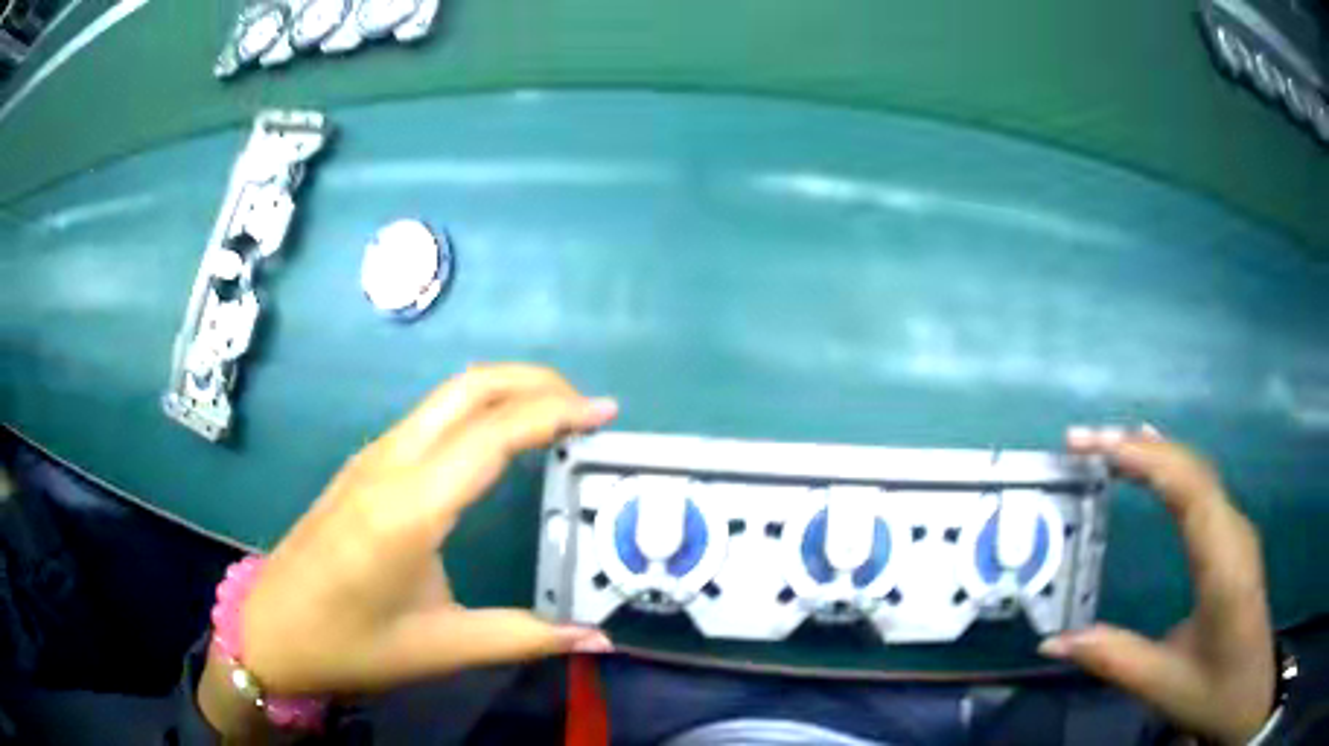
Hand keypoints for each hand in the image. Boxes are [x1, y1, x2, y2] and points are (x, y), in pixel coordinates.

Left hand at [238, 364, 616, 695]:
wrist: (271, 631)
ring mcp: (371, 458)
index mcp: (410, 509)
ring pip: (447, 396)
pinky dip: (477, 410)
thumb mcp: (442, 648)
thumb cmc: (351, 645)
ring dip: (506, 392)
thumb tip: (600, 641)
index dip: (555, 414)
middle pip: (469, 388)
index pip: (493, 436)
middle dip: (534, 381)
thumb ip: (526, 638)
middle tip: (587, 407)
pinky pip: (429, 417)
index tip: (606, 413)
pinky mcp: (364, 466)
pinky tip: (497, 443)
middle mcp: (390, 464)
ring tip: (556, 419)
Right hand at [1039, 426, 1274, 745]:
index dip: (1142, 457)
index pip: (1187, 485)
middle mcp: (1233, 530)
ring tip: (1108, 443)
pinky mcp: (1233, 540)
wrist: (1249, 695)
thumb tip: (1050, 642)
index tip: (1092, 446)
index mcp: (1223, 561)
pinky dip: (1172, 467)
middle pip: (1191, 467)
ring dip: (1155, 451)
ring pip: (1198, 472)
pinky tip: (1155, 464)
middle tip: (1083, 440)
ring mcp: (1236, 531)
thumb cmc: (1215, 691)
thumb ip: (1112, 658)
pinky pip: (1202, 488)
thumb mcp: (1162, 685)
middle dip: (1138, 445)